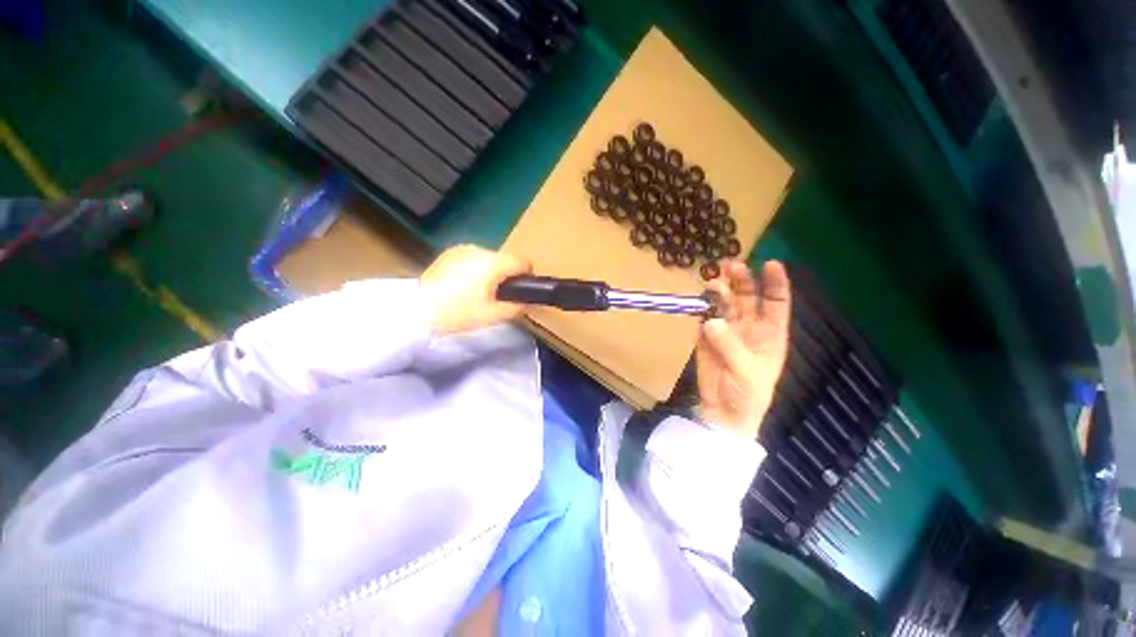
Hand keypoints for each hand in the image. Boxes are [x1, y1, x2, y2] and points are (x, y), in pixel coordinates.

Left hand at [420, 245, 531, 335]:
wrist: (419, 311)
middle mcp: (480, 249)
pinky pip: (473, 258)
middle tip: (496, 297)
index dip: (526, 277)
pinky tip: (463, 285)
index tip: (518, 292)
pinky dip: (475, 268)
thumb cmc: (460, 313)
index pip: (522, 262)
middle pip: (506, 260)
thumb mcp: (494, 315)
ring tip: (478, 291)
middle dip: (506, 276)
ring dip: (491, 271)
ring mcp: (463, 249)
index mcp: (493, 263)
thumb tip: (531, 302)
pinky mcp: (450, 253)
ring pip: (489, 258)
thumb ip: (518, 307)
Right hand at [696, 260, 790, 437]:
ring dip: (719, 291)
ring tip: (712, 284)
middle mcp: (749, 326)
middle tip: (730, 266)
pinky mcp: (705, 337)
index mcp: (770, 334)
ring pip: (723, 303)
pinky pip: (703, 317)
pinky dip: (701, 308)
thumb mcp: (746, 372)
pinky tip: (698, 302)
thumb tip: (711, 321)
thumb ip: (730, 346)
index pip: (776, 303)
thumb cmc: (748, 394)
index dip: (776, 283)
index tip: (770, 263)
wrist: (722, 412)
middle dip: (741, 280)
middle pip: (747, 297)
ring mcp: (725, 330)